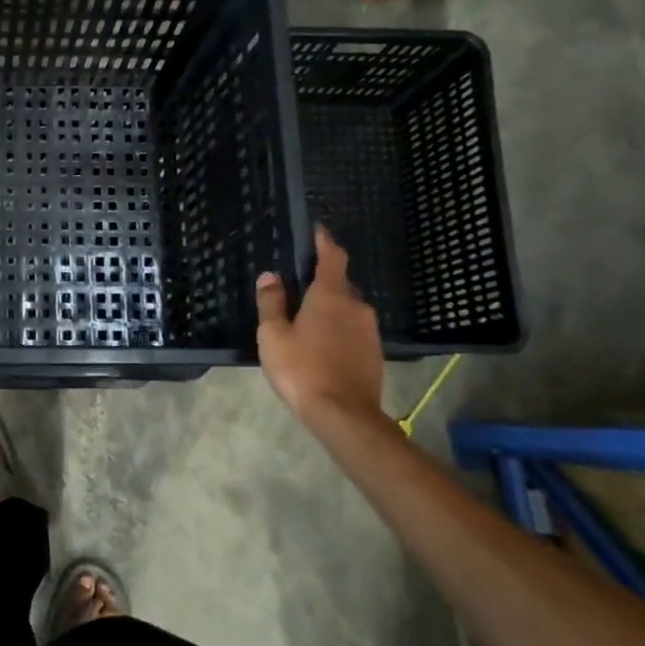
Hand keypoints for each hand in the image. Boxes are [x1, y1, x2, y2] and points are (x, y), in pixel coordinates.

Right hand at [256, 226, 383, 425]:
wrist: (344, 415)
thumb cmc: (301, 368)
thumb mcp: (273, 334)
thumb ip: (271, 302)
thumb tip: (270, 276)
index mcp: (329, 295)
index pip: (332, 256)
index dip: (324, 241)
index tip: (317, 230)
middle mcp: (355, 305)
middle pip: (340, 282)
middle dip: (323, 279)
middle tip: (299, 282)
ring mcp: (369, 330)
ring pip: (348, 307)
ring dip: (331, 306)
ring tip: (308, 316)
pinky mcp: (374, 352)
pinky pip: (354, 328)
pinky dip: (339, 327)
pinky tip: (322, 342)